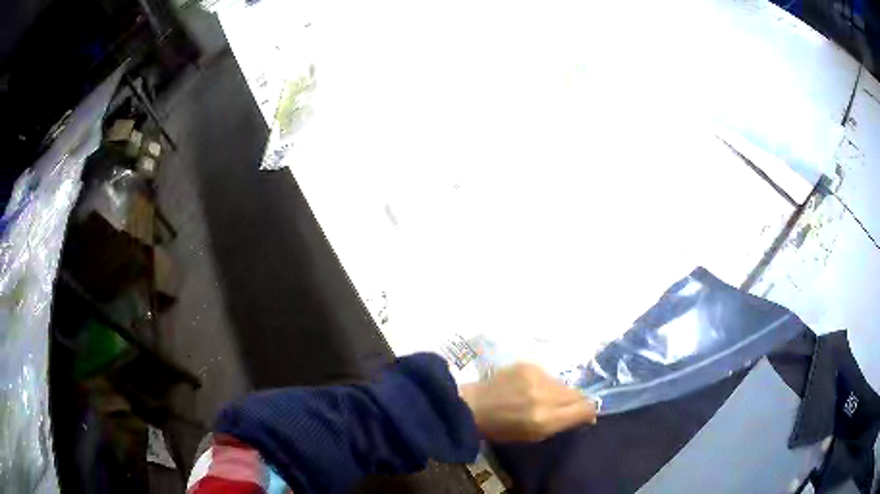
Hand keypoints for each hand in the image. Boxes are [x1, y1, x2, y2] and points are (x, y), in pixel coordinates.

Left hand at [458, 363, 596, 441]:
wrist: (473, 405)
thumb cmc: (501, 429)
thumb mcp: (533, 436)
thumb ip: (562, 425)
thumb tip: (587, 416)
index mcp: (545, 419)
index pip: (585, 408)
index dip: (589, 412)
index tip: (585, 415)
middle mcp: (545, 395)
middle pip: (577, 394)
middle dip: (575, 401)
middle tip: (562, 408)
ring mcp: (537, 377)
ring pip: (563, 384)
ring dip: (558, 392)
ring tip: (541, 398)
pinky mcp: (528, 364)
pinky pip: (548, 375)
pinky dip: (544, 382)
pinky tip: (529, 388)